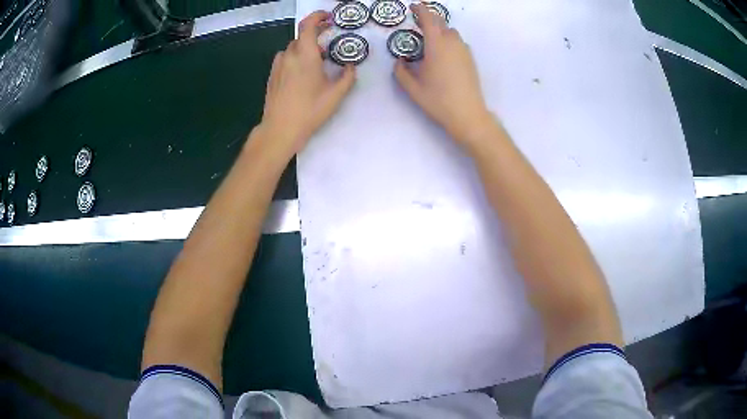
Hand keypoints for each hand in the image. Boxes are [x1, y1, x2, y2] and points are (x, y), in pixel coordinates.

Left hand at [258, 11, 355, 157]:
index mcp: (306, 55)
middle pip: (301, 37)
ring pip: (292, 48)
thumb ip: (347, 77)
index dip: (318, 16)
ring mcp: (278, 65)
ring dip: (305, 49)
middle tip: (328, 43)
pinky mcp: (272, 75)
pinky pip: (285, 59)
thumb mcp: (335, 95)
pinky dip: (295, 58)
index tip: (328, 18)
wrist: (280, 129)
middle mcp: (289, 56)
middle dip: (315, 35)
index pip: (308, 25)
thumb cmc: (309, 111)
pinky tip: (301, 73)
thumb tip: (350, 67)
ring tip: (315, 61)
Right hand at [395, 4, 491, 146]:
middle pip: (441, 23)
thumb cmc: (438, 100)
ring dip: (440, 30)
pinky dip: (449, 41)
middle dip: (429, 19)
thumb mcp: (412, 88)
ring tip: (430, 40)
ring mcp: (464, 51)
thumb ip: (400, 71)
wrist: (468, 114)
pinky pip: (458, 42)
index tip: (413, 6)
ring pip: (452, 32)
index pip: (428, 19)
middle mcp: (452, 43)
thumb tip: (399, 60)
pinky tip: (443, 54)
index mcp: (436, 45)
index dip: (420, 10)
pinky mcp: (470, 59)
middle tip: (418, 22)